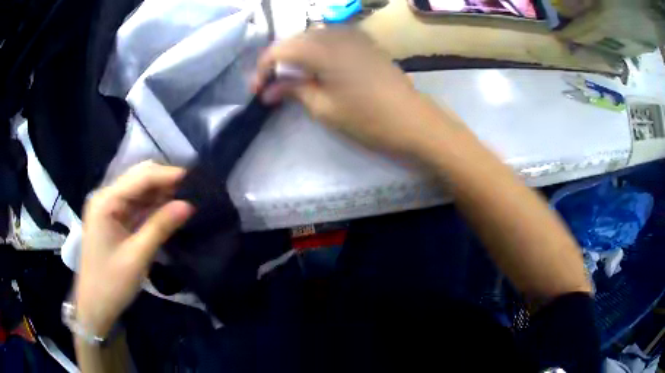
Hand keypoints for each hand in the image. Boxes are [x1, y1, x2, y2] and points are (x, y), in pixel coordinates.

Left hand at [75, 161, 193, 336]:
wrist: (94, 306)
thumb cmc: (111, 284)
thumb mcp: (137, 257)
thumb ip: (160, 227)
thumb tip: (189, 205)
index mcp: (106, 202)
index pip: (141, 177)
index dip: (168, 175)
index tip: (195, 180)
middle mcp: (106, 197)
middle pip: (138, 177)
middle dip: (165, 180)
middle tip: (192, 190)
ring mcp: (108, 207)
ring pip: (138, 190)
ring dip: (160, 192)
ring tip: (186, 197)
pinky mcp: (113, 219)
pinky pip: (136, 204)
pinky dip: (152, 205)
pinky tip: (168, 208)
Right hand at [253, 28, 458, 156]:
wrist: (413, 120)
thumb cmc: (368, 119)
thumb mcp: (324, 108)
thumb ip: (293, 90)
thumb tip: (268, 90)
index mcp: (323, 49)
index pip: (280, 49)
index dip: (263, 68)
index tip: (257, 90)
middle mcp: (336, 34)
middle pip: (295, 40)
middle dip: (279, 61)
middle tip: (272, 86)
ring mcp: (354, 36)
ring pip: (312, 37)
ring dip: (297, 54)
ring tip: (293, 77)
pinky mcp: (365, 42)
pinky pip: (332, 38)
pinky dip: (317, 50)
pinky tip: (317, 66)